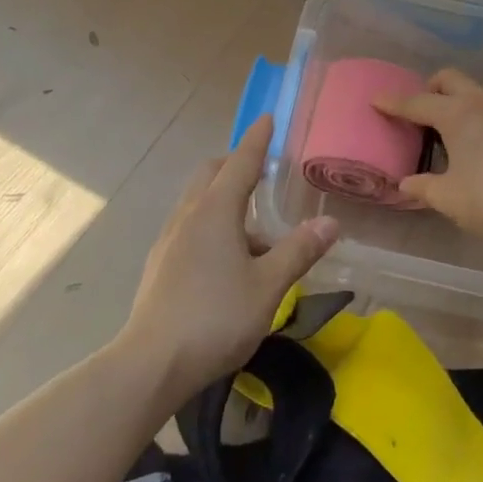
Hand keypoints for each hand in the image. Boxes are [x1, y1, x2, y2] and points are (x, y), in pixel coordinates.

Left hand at [117, 114, 337, 403]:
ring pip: (198, 203)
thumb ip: (299, 251)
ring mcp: (169, 240)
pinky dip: (212, 225)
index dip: (257, 140)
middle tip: (262, 171)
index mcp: (215, 211)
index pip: (240, 163)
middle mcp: (188, 216)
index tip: (268, 118)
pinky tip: (228, 261)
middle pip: (210, 175)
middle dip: (235, 165)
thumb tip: (330, 222)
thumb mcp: (268, 286)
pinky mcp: (161, 265)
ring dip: (225, 200)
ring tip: (256, 233)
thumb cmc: (216, 317)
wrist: (152, 363)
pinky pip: (190, 228)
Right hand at [373, 69, 482, 249]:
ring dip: (455, 102)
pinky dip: (476, 117)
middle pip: (449, 79)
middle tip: (418, 114)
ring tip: (445, 132)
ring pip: (474, 92)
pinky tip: (475, 145)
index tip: (376, 100)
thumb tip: (406, 183)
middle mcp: (482, 103)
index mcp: (457, 114)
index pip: (417, 102)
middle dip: (429, 89)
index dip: (394, 103)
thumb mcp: (447, 197)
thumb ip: (422, 186)